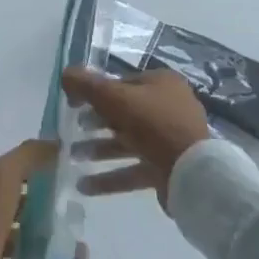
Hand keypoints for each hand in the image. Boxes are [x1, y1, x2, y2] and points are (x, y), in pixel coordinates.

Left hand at [0, 138, 69, 258]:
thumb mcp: (3, 177)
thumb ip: (28, 157)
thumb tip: (55, 142)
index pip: (13, 171)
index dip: (40, 170)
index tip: (69, 175)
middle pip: (20, 205)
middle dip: (49, 209)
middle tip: (77, 215)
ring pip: (22, 238)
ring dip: (49, 241)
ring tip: (79, 250)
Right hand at [63, 67, 211, 209]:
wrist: (193, 173)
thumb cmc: (153, 124)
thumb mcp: (114, 98)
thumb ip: (87, 85)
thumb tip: (65, 73)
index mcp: (161, 83)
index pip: (121, 83)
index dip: (94, 91)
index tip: (72, 104)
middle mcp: (168, 108)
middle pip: (123, 113)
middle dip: (94, 123)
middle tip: (70, 131)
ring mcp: (169, 140)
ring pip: (126, 142)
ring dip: (98, 150)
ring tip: (71, 157)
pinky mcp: (167, 168)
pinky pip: (133, 168)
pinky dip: (110, 176)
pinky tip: (84, 185)